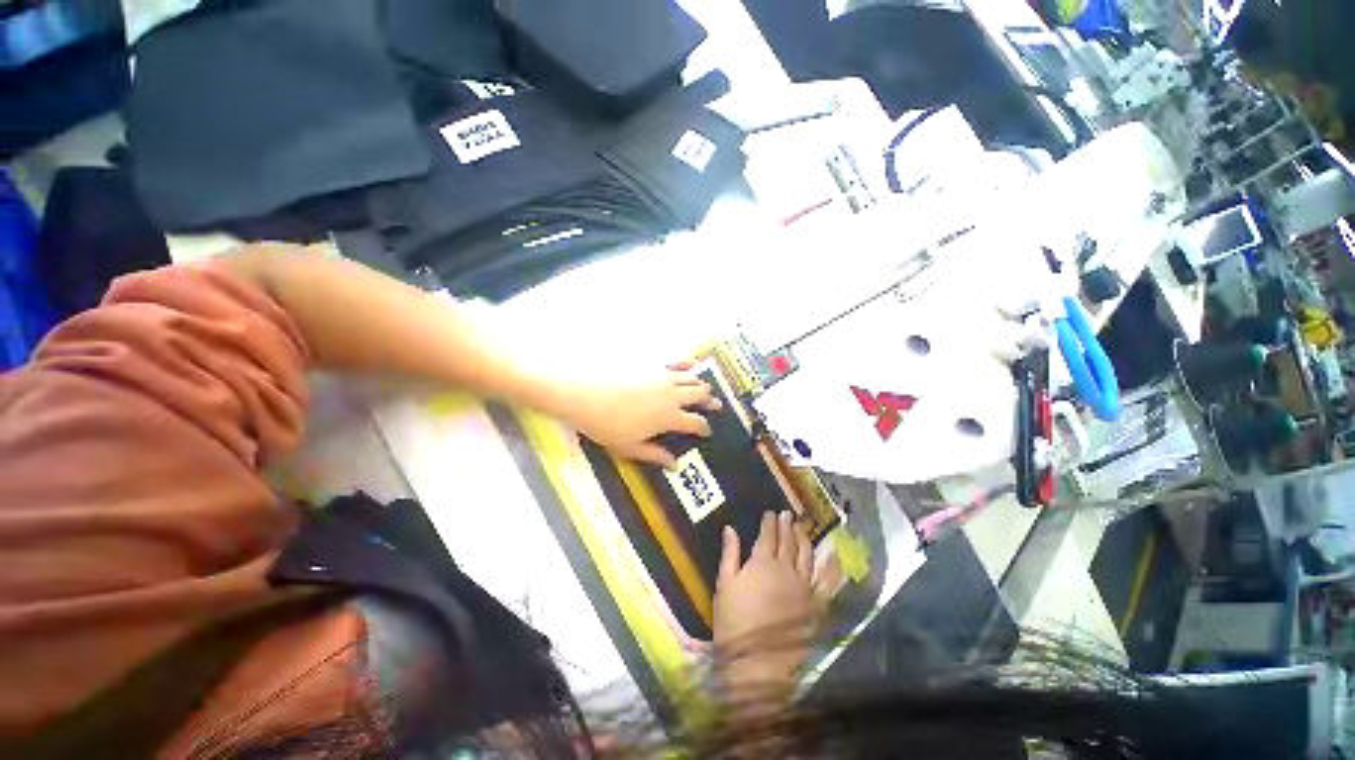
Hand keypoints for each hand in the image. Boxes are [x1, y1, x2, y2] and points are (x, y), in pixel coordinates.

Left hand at [565, 370, 720, 465]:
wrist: (582, 393)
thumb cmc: (605, 425)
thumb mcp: (630, 447)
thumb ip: (655, 455)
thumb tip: (675, 466)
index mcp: (669, 417)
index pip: (696, 422)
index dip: (705, 428)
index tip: (708, 431)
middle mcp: (672, 394)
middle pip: (700, 394)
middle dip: (710, 401)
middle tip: (715, 405)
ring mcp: (663, 375)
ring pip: (691, 377)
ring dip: (701, 383)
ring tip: (705, 388)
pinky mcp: (652, 362)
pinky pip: (675, 360)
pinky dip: (687, 363)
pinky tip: (692, 364)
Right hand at [714, 511, 816, 691]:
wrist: (758, 662)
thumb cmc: (734, 622)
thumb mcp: (724, 585)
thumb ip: (729, 554)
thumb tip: (730, 528)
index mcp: (762, 562)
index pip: (767, 535)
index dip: (769, 522)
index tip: (770, 512)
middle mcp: (786, 568)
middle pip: (787, 541)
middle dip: (786, 525)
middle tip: (787, 514)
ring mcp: (804, 586)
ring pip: (806, 554)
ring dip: (804, 538)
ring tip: (802, 527)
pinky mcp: (816, 604)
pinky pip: (827, 582)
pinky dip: (831, 567)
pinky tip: (833, 556)